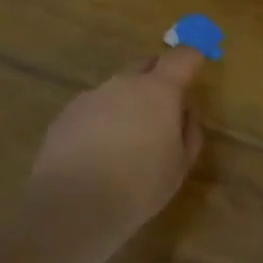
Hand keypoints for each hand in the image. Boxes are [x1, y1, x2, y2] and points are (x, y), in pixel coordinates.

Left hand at [21, 47, 207, 259]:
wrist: (73, 206)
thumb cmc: (139, 186)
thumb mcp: (180, 165)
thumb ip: (189, 131)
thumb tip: (184, 112)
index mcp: (159, 90)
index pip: (182, 56)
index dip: (192, 59)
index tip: (196, 68)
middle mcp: (123, 83)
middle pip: (146, 66)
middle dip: (158, 80)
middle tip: (163, 112)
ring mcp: (91, 96)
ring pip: (117, 89)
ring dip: (127, 103)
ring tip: (127, 141)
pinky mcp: (65, 114)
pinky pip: (93, 109)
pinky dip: (101, 121)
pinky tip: (99, 153)